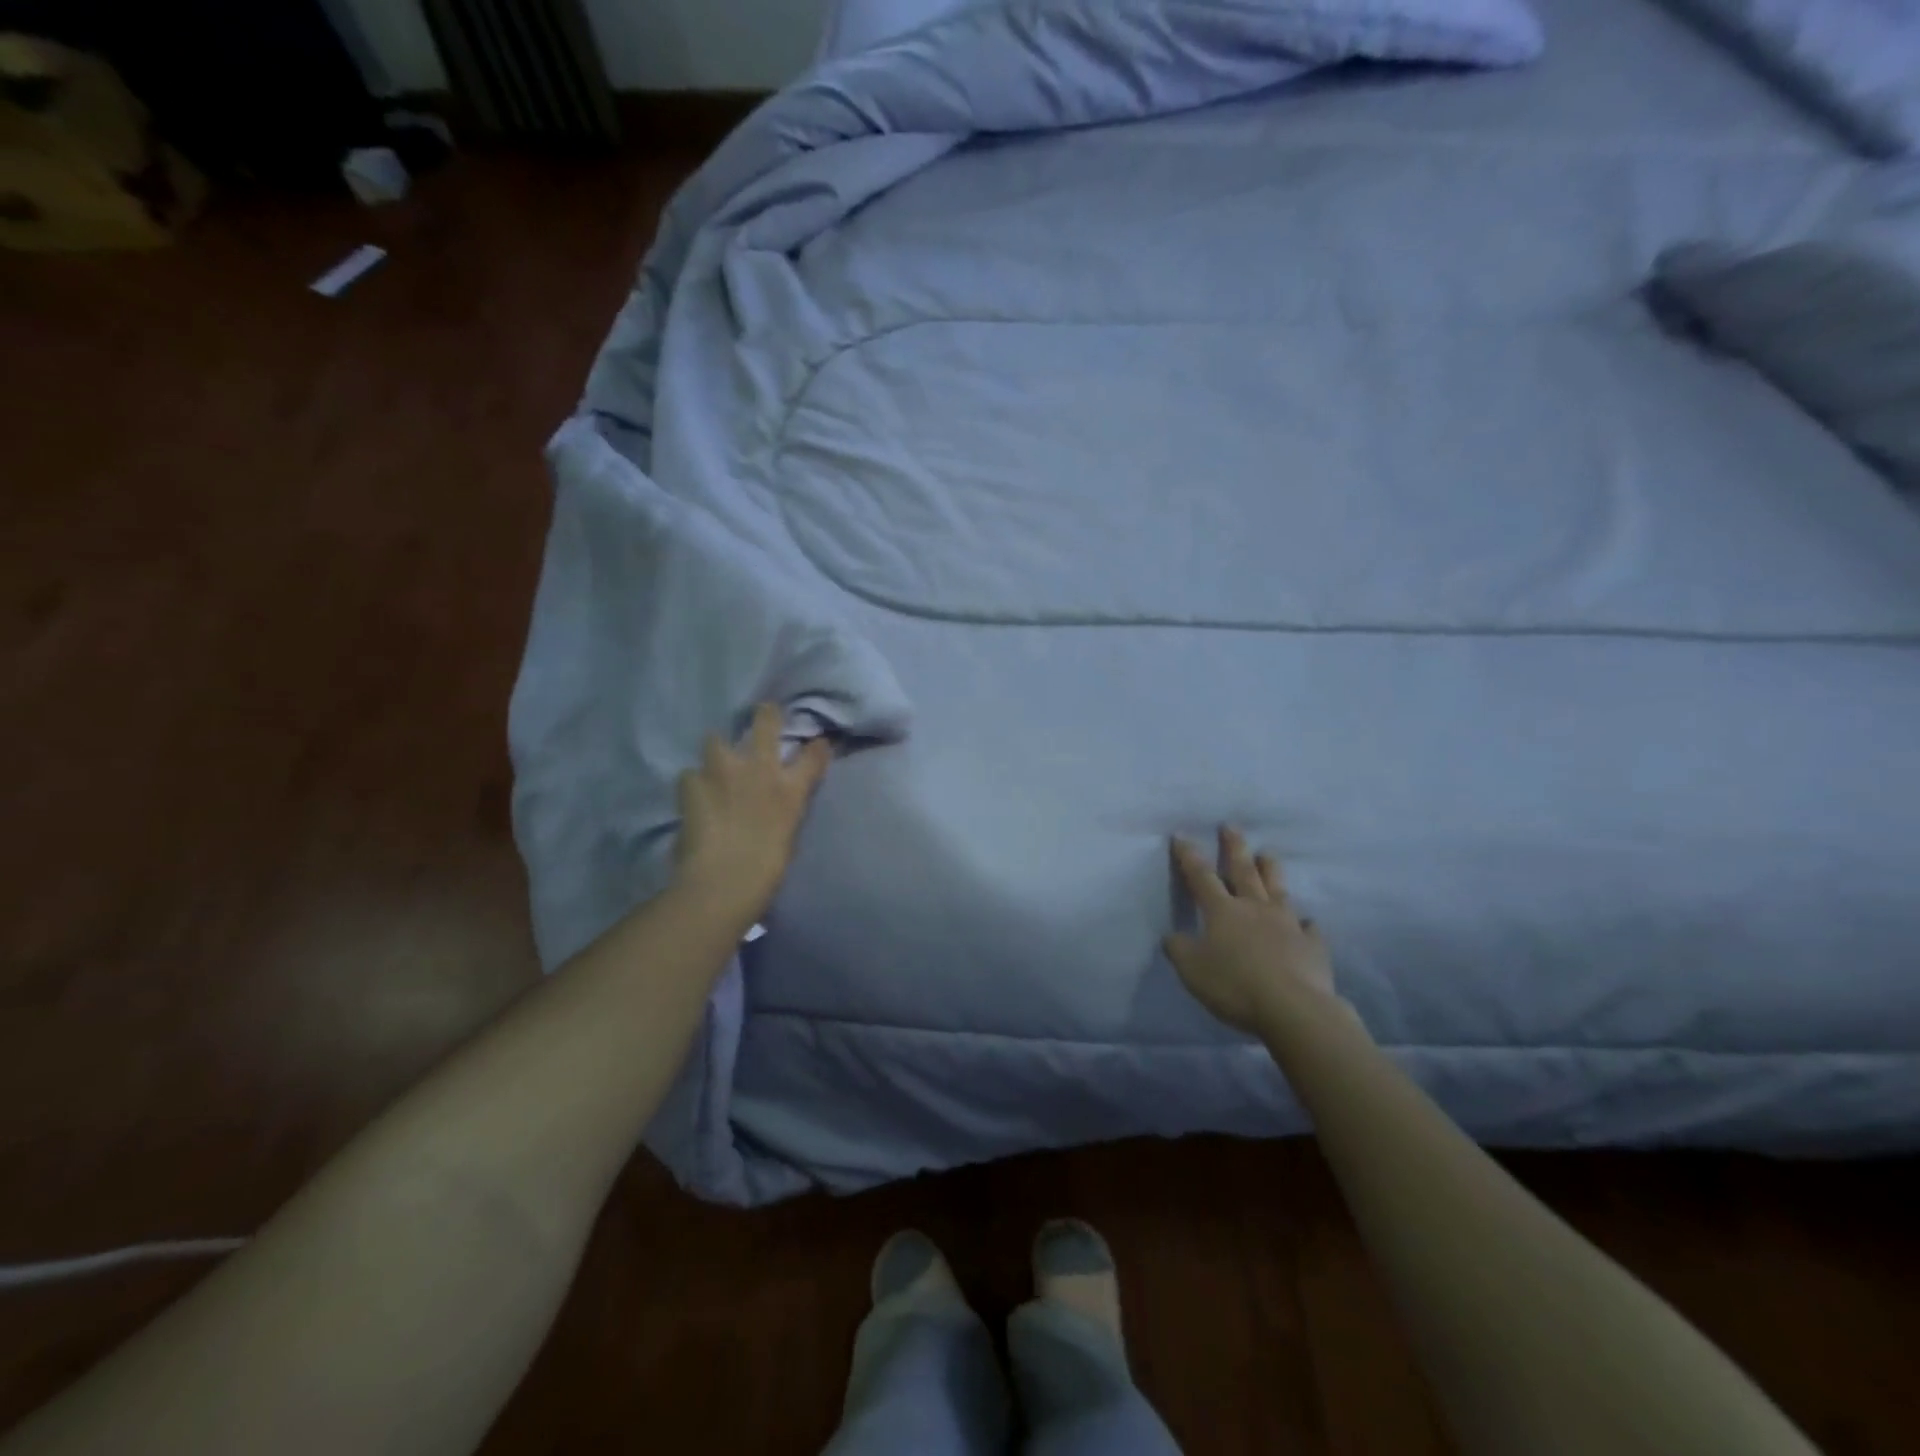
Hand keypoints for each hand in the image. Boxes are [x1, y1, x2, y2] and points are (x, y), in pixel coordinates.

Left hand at [674, 703, 830, 921]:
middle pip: (765, 723)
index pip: (814, 755)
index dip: (817, 746)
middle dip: (765, 715)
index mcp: (790, 790)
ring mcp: (723, 772)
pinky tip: (691, 797)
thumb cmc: (765, 871)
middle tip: (763, 713)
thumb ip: (782, 811)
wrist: (722, 881)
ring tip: (713, 765)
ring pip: (715, 741)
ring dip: (716, 751)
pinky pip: (690, 775)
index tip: (817, 743)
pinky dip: (692, 784)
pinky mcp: (691, 782)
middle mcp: (760, 770)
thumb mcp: (787, 836)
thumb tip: (774, 804)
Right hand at [1164, 827, 1338, 1035]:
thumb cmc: (1234, 985)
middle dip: (1234, 847)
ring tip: (1268, 854)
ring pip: (1277, 889)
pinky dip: (1305, 922)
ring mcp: (1287, 924)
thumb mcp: (1192, 970)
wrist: (1293, 1008)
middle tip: (1231, 826)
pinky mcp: (1312, 945)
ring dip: (1271, 870)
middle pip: (1243, 871)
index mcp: (1222, 911)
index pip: (1200, 876)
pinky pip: (1309, 928)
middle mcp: (1254, 908)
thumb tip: (1172, 936)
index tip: (1181, 835)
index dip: (1188, 856)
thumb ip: (1179, 949)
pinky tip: (1307, 922)